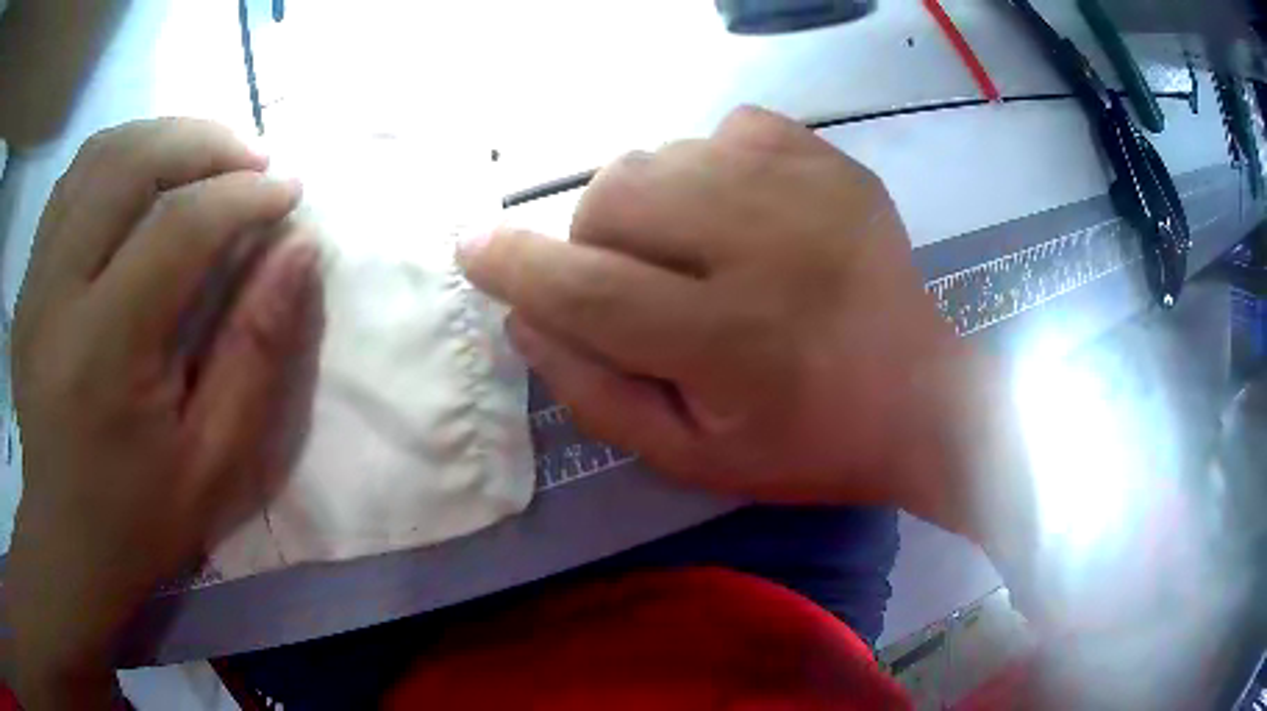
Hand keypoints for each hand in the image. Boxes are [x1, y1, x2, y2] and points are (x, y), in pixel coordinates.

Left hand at [7, 119, 321, 702]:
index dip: (244, 197)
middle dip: (204, 142)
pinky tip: (145, 177)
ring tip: (204, 158)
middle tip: (251, 162)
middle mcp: (56, 296)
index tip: (289, 193)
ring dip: (161, 137)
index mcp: (103, 353)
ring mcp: (34, 281)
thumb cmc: (140, 519)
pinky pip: (72, 182)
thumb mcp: (214, 461)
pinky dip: (117, 158)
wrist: (65, 542)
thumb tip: (300, 250)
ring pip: (98, 156)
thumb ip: (256, 350)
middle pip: (129, 163)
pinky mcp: (28, 280)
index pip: (178, 227)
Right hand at [459, 107, 962, 510]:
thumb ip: (596, 396)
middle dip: (592, 238)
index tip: (472, 247)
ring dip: (646, 202)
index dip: (515, 266)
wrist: (920, 397)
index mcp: (729, 340)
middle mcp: (765, 247)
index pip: (586, 290)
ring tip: (690, 248)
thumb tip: (526, 322)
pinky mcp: (830, 160)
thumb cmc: (807, 443)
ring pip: (661, 153)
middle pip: (617, 197)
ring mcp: (805, 188)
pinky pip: (728, 128)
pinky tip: (743, 211)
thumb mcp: (691, 458)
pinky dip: (710, 165)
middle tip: (629, 279)